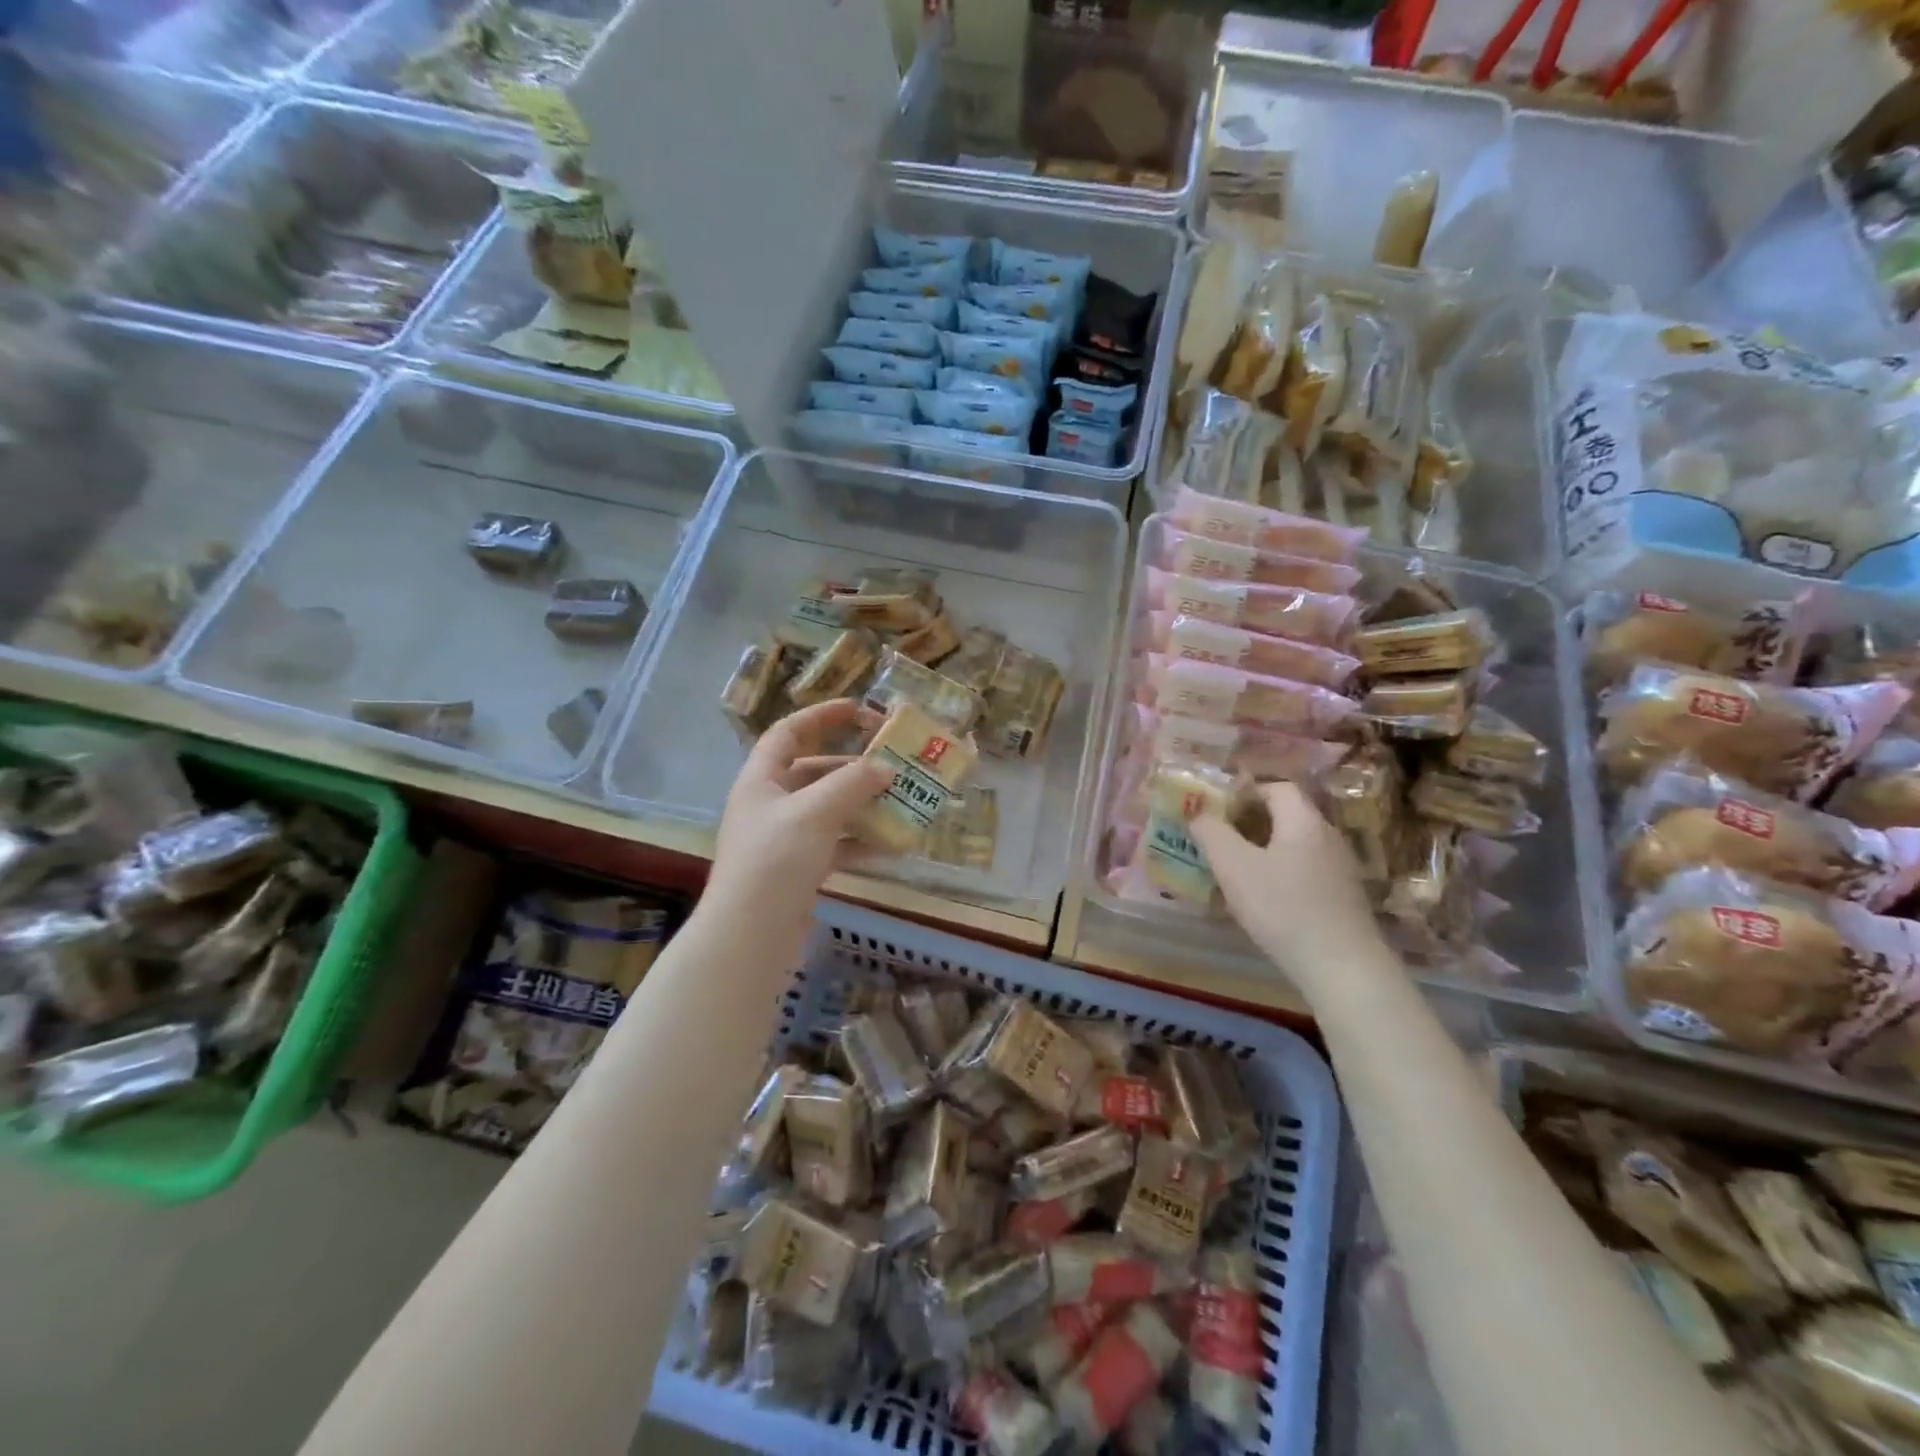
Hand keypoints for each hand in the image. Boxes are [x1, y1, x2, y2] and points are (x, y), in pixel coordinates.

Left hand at [707, 700, 892, 925]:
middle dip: (853, 768)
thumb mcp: (815, 812)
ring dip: (861, 805)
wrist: (750, 936)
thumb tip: (886, 768)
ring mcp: (783, 839)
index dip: (821, 716)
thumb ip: (852, 784)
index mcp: (761, 780)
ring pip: (828, 810)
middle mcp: (769, 805)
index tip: (859, 710)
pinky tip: (889, 845)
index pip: (788, 733)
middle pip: (814, 772)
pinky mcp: (798, 870)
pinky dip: (859, 842)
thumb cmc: (776, 860)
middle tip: (892, 765)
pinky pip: (834, 844)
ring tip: (899, 802)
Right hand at [1191, 781, 1388, 985]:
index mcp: (1303, 820)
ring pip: (1295, 844)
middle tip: (1219, 839)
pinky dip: (1281, 872)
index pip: (1276, 787)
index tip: (1217, 810)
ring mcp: (1340, 867)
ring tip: (1234, 869)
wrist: (1342, 967)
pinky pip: (1305, 869)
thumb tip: (1197, 812)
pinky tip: (1263, 898)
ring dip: (1264, 849)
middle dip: (1250, 821)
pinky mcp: (1343, 896)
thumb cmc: (1283, 908)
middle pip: (1287, 814)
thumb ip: (1211, 833)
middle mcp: (1327, 836)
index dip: (1245, 792)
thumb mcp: (1234, 867)